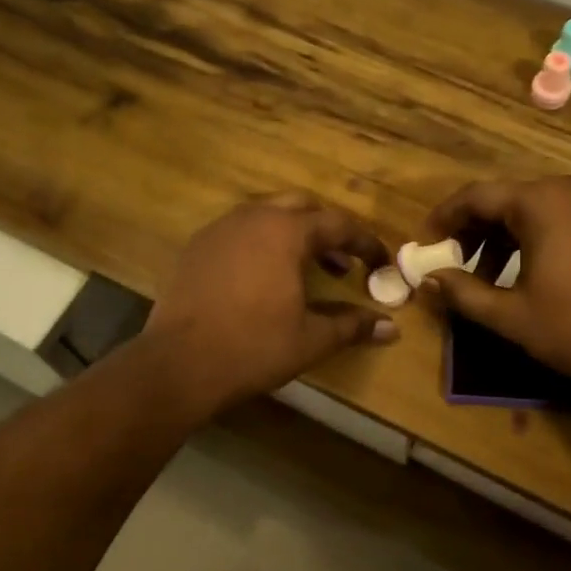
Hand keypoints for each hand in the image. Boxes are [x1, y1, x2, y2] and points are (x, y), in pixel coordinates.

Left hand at [143, 193, 396, 415]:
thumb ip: (352, 326)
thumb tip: (391, 328)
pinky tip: (263, 278)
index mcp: (285, 232)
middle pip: (301, 207)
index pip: (338, 224)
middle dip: (327, 230)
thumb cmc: (253, 347)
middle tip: (342, 262)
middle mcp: (252, 218)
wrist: (178, 364)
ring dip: (293, 235)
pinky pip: (239, 232)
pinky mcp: (196, 247)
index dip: (365, 243)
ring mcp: (219, 229)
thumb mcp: (310, 339)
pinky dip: (261, 244)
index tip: (382, 263)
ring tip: (306, 270)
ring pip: (266, 216)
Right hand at [418, 175, 570, 404]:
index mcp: (543, 202)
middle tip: (454, 264)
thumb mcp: (510, 315)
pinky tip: (530, 271)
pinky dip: (539, 236)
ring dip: (506, 236)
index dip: (445, 219)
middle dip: (476, 231)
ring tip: (489, 277)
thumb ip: (462, 292)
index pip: (478, 197)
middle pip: (508, 199)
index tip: (426, 244)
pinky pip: (566, 215)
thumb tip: (426, 280)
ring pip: (537, 207)